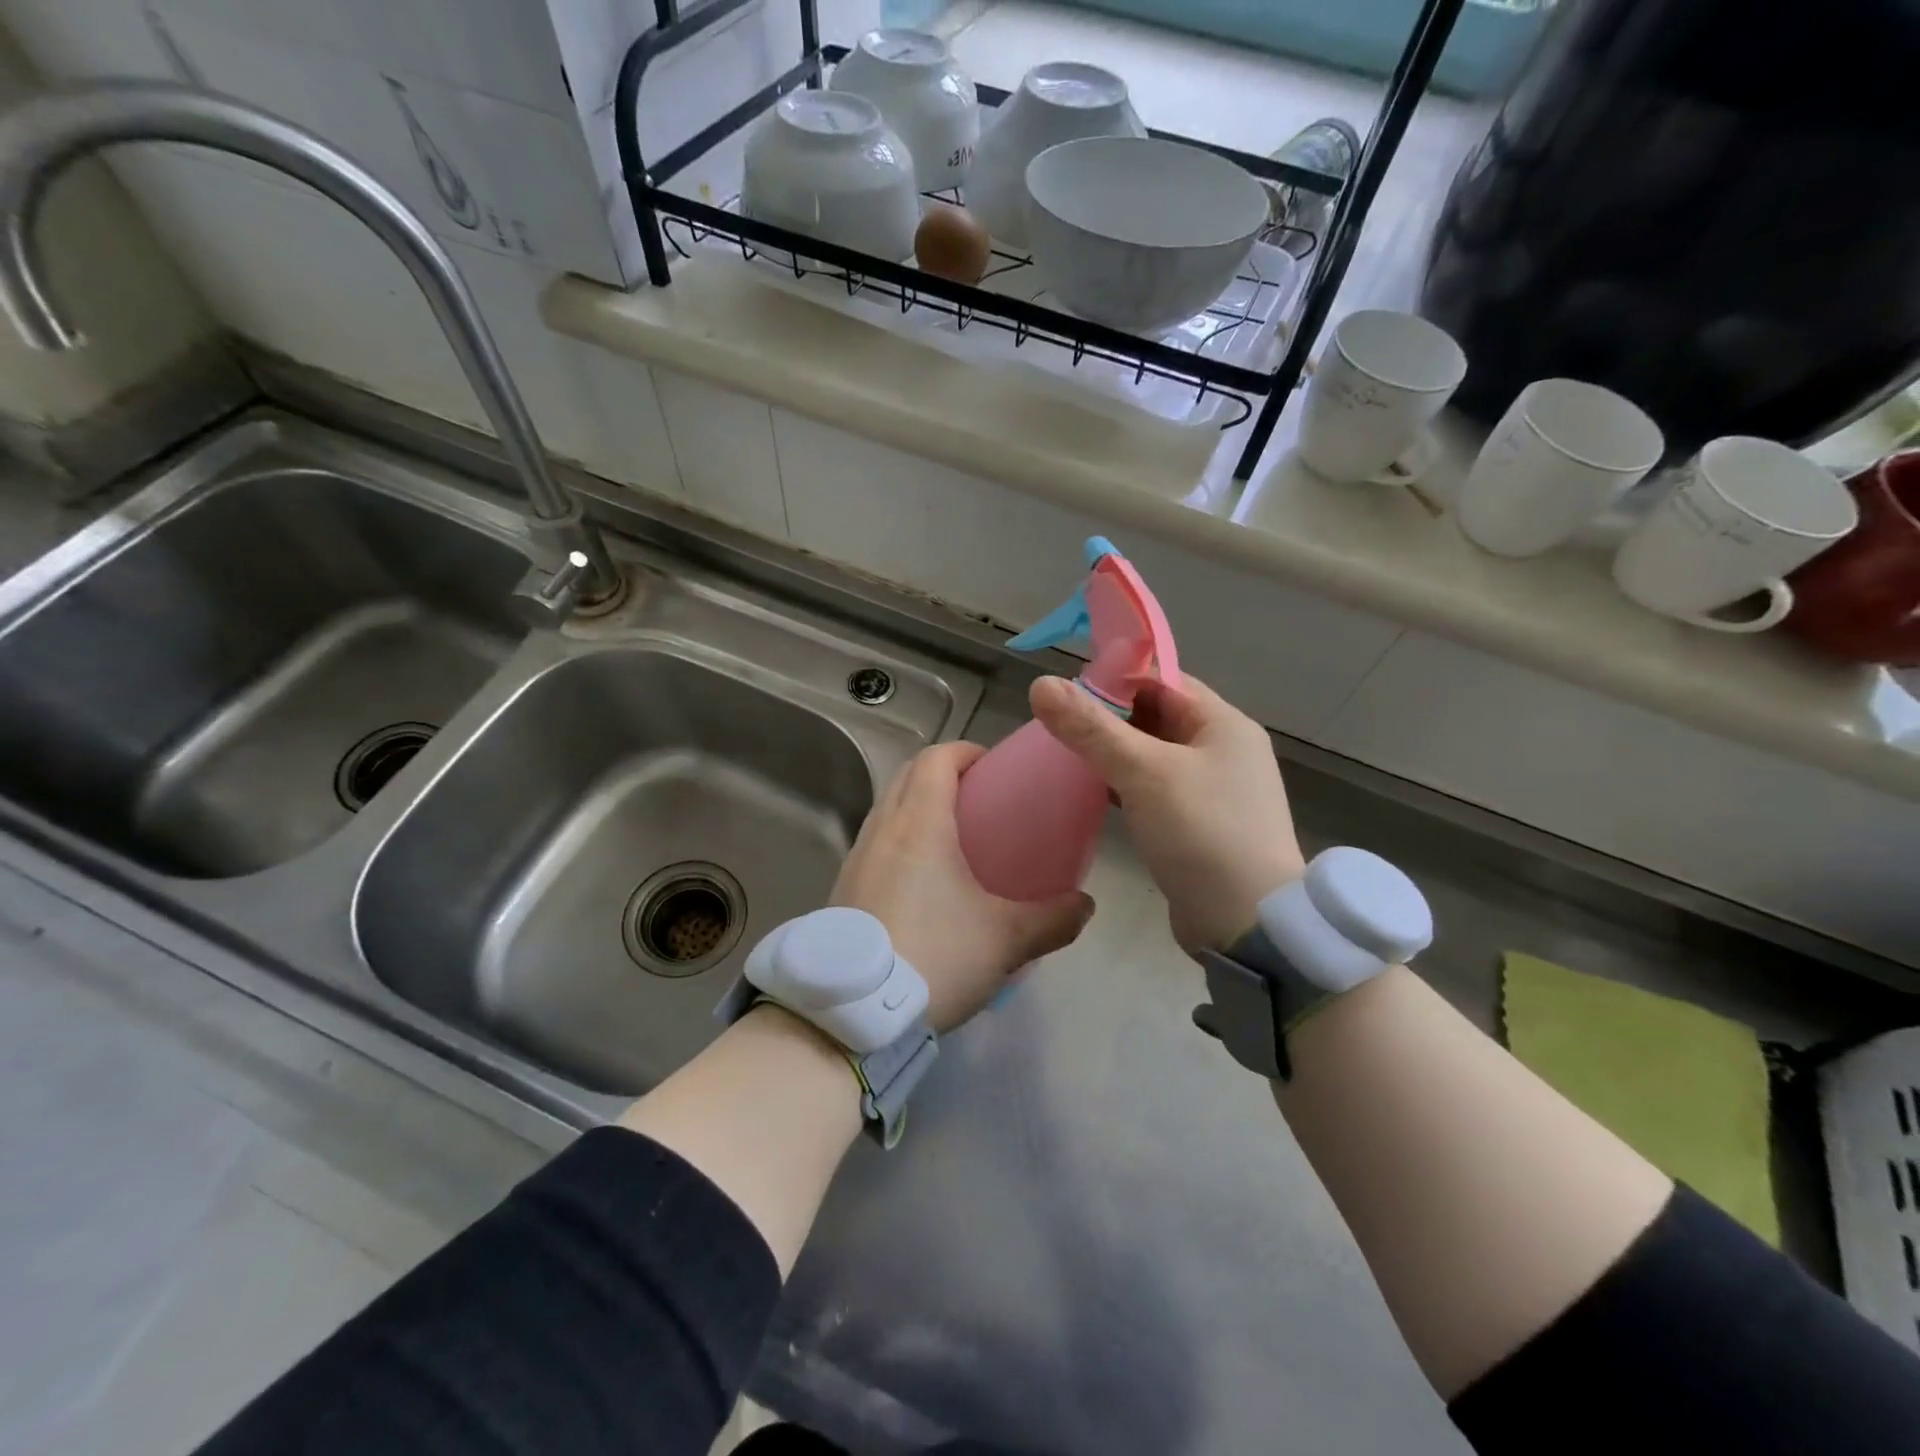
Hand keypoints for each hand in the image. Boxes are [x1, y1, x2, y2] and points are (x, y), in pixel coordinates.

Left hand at [831, 742, 1094, 1033]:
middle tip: (980, 799)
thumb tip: (1085, 906)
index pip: (937, 758)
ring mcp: (856, 858)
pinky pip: (874, 843)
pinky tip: (921, 881)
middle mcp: (882, 830)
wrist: (853, 1013)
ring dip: (917, 805)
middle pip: (908, 775)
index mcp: (920, 824)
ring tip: (953, 838)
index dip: (966, 752)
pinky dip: (899, 839)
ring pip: (888, 809)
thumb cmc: (935, 957)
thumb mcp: (1005, 940)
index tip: (993, 767)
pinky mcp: (842, 888)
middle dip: (943, 774)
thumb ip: (1053, 919)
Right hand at [1029, 673, 1304, 955]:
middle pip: (1156, 716)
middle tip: (1058, 726)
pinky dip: (1124, 784)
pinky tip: (1092, 792)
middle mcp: (1222, 750)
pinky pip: (1154, 789)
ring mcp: (1212, 789)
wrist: (1249, 925)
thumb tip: (1041, 684)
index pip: (1163, 680)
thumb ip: (1091, 728)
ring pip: (1152, 755)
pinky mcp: (1198, 824)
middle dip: (1108, 718)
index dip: (1115, 679)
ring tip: (1065, 756)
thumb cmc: (1202, 833)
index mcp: (1223, 724)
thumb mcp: (1144, 773)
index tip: (1067, 692)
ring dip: (1113, 753)